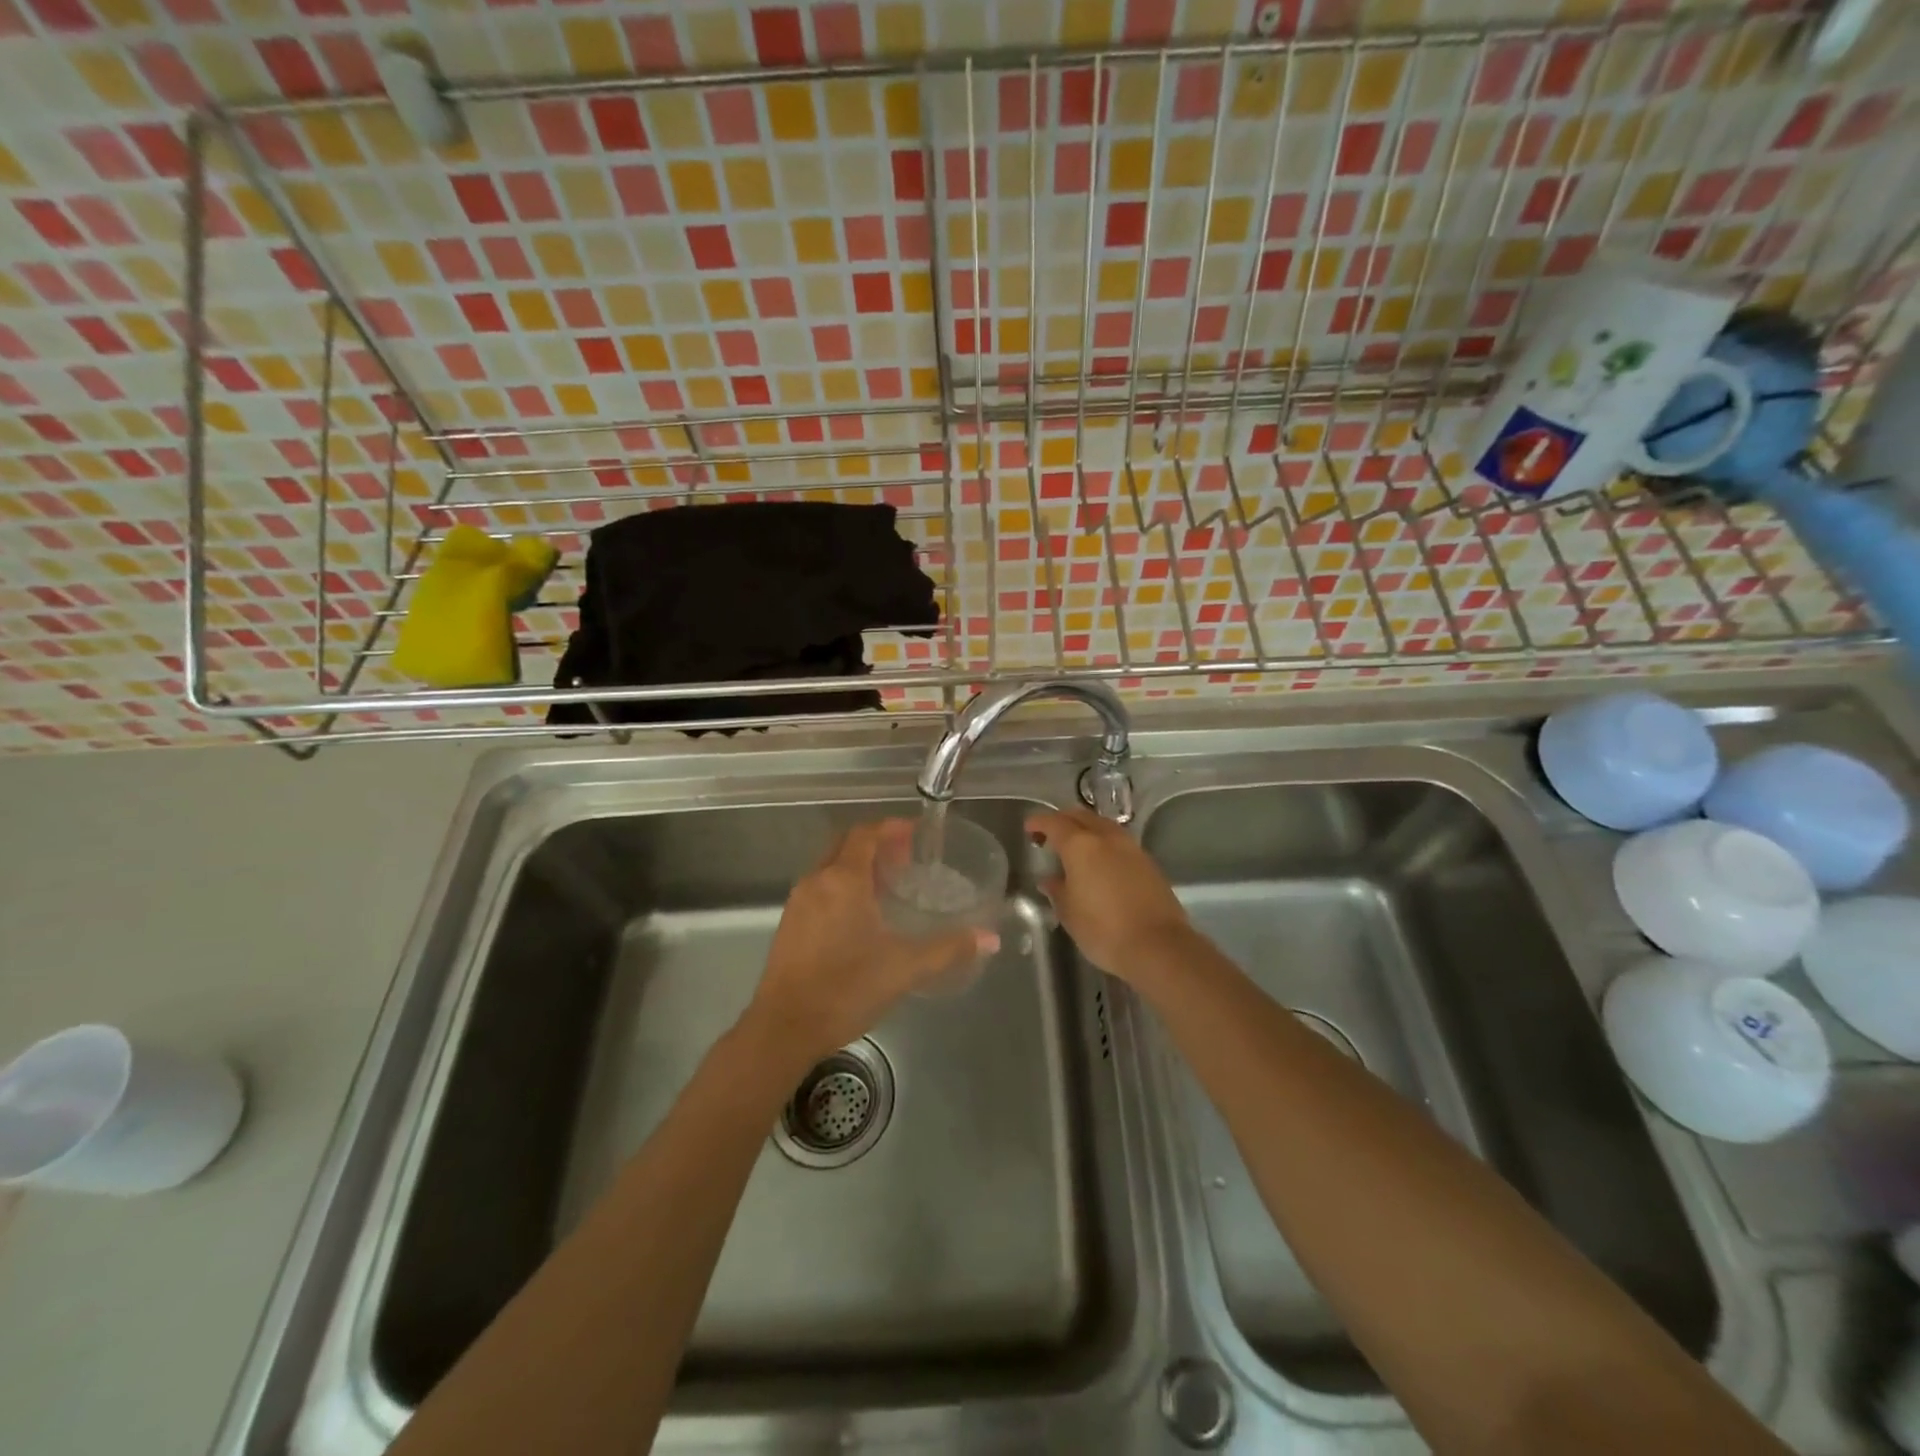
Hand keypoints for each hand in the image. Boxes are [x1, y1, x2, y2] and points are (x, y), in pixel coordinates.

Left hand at [742, 820, 997, 1067]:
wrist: (784, 1028)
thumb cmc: (846, 989)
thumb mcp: (904, 968)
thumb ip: (949, 949)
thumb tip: (990, 939)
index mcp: (843, 880)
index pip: (865, 834)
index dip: (891, 828)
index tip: (915, 833)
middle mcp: (817, 881)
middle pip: (846, 844)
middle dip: (875, 843)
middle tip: (905, 858)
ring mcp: (798, 902)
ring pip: (830, 866)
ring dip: (857, 865)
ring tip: (887, 885)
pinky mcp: (789, 924)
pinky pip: (820, 888)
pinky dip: (842, 886)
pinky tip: (860, 916)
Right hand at [1027, 807, 1193, 983]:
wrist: (1158, 946)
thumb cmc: (1104, 930)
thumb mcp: (1069, 914)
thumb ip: (1057, 890)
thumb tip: (1050, 879)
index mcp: (1081, 846)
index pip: (1054, 823)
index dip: (1039, 822)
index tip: (1029, 828)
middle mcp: (1107, 838)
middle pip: (1081, 816)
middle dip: (1062, 820)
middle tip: (1049, 835)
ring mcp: (1131, 848)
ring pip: (1103, 825)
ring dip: (1086, 829)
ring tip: (1075, 848)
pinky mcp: (1148, 862)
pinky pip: (1119, 841)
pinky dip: (1104, 843)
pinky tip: (1100, 862)